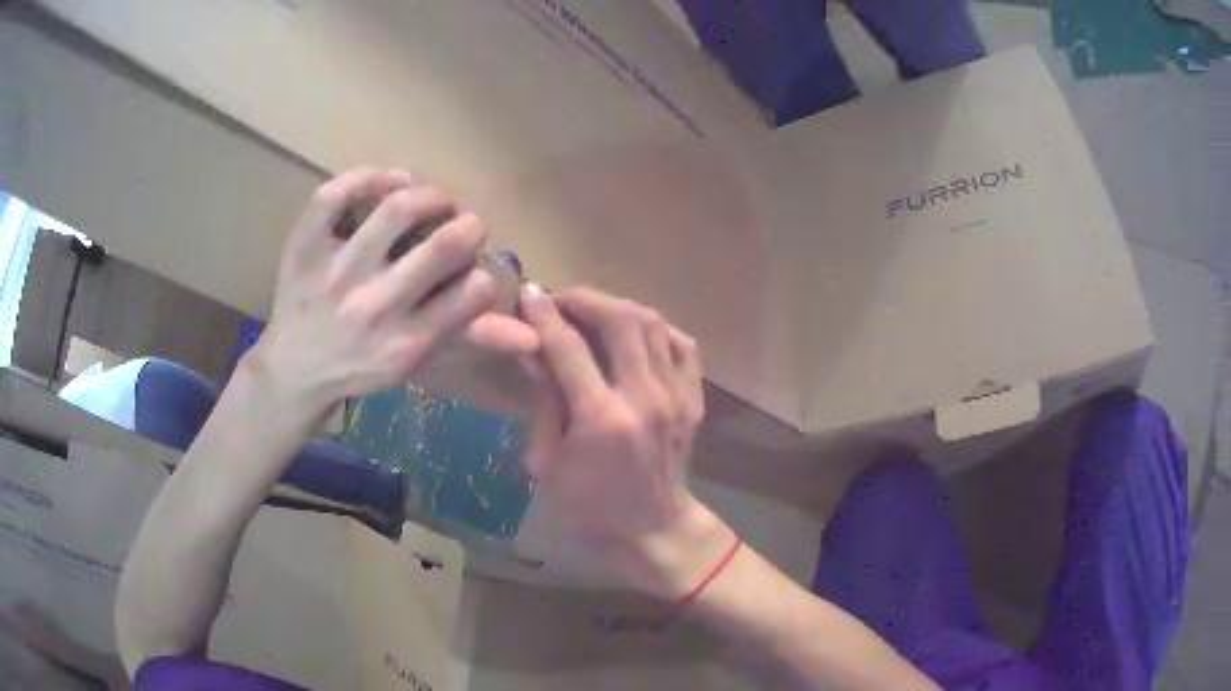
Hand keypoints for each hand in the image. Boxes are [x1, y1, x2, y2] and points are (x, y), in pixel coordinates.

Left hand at [251, 168, 538, 419]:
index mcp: (408, 342)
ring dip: (430, 195)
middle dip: (469, 227)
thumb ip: (473, 341)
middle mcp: (375, 307)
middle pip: (444, 246)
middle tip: (465, 225)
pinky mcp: (304, 248)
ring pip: (396, 210)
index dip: (484, 273)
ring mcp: (336, 272)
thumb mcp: (418, 363)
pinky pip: (335, 196)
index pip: (472, 294)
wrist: (293, 370)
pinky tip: (390, 180)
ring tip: (434, 201)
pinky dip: (367, 177)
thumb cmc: (361, 366)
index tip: (474, 271)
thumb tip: (535, 334)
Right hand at [519, 286, 733, 598]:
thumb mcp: (547, 461)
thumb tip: (534, 349)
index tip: (529, 294)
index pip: (568, 347)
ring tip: (592, 312)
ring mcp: (677, 396)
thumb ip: (544, 400)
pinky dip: (656, 328)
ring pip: (653, 323)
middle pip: (621, 319)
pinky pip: (682, 344)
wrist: (653, 531)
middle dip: (586, 299)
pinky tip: (634, 334)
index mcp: (602, 419)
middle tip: (561, 300)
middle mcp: (645, 398)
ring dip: (618, 307)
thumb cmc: (588, 507)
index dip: (545, 315)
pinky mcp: (694, 399)